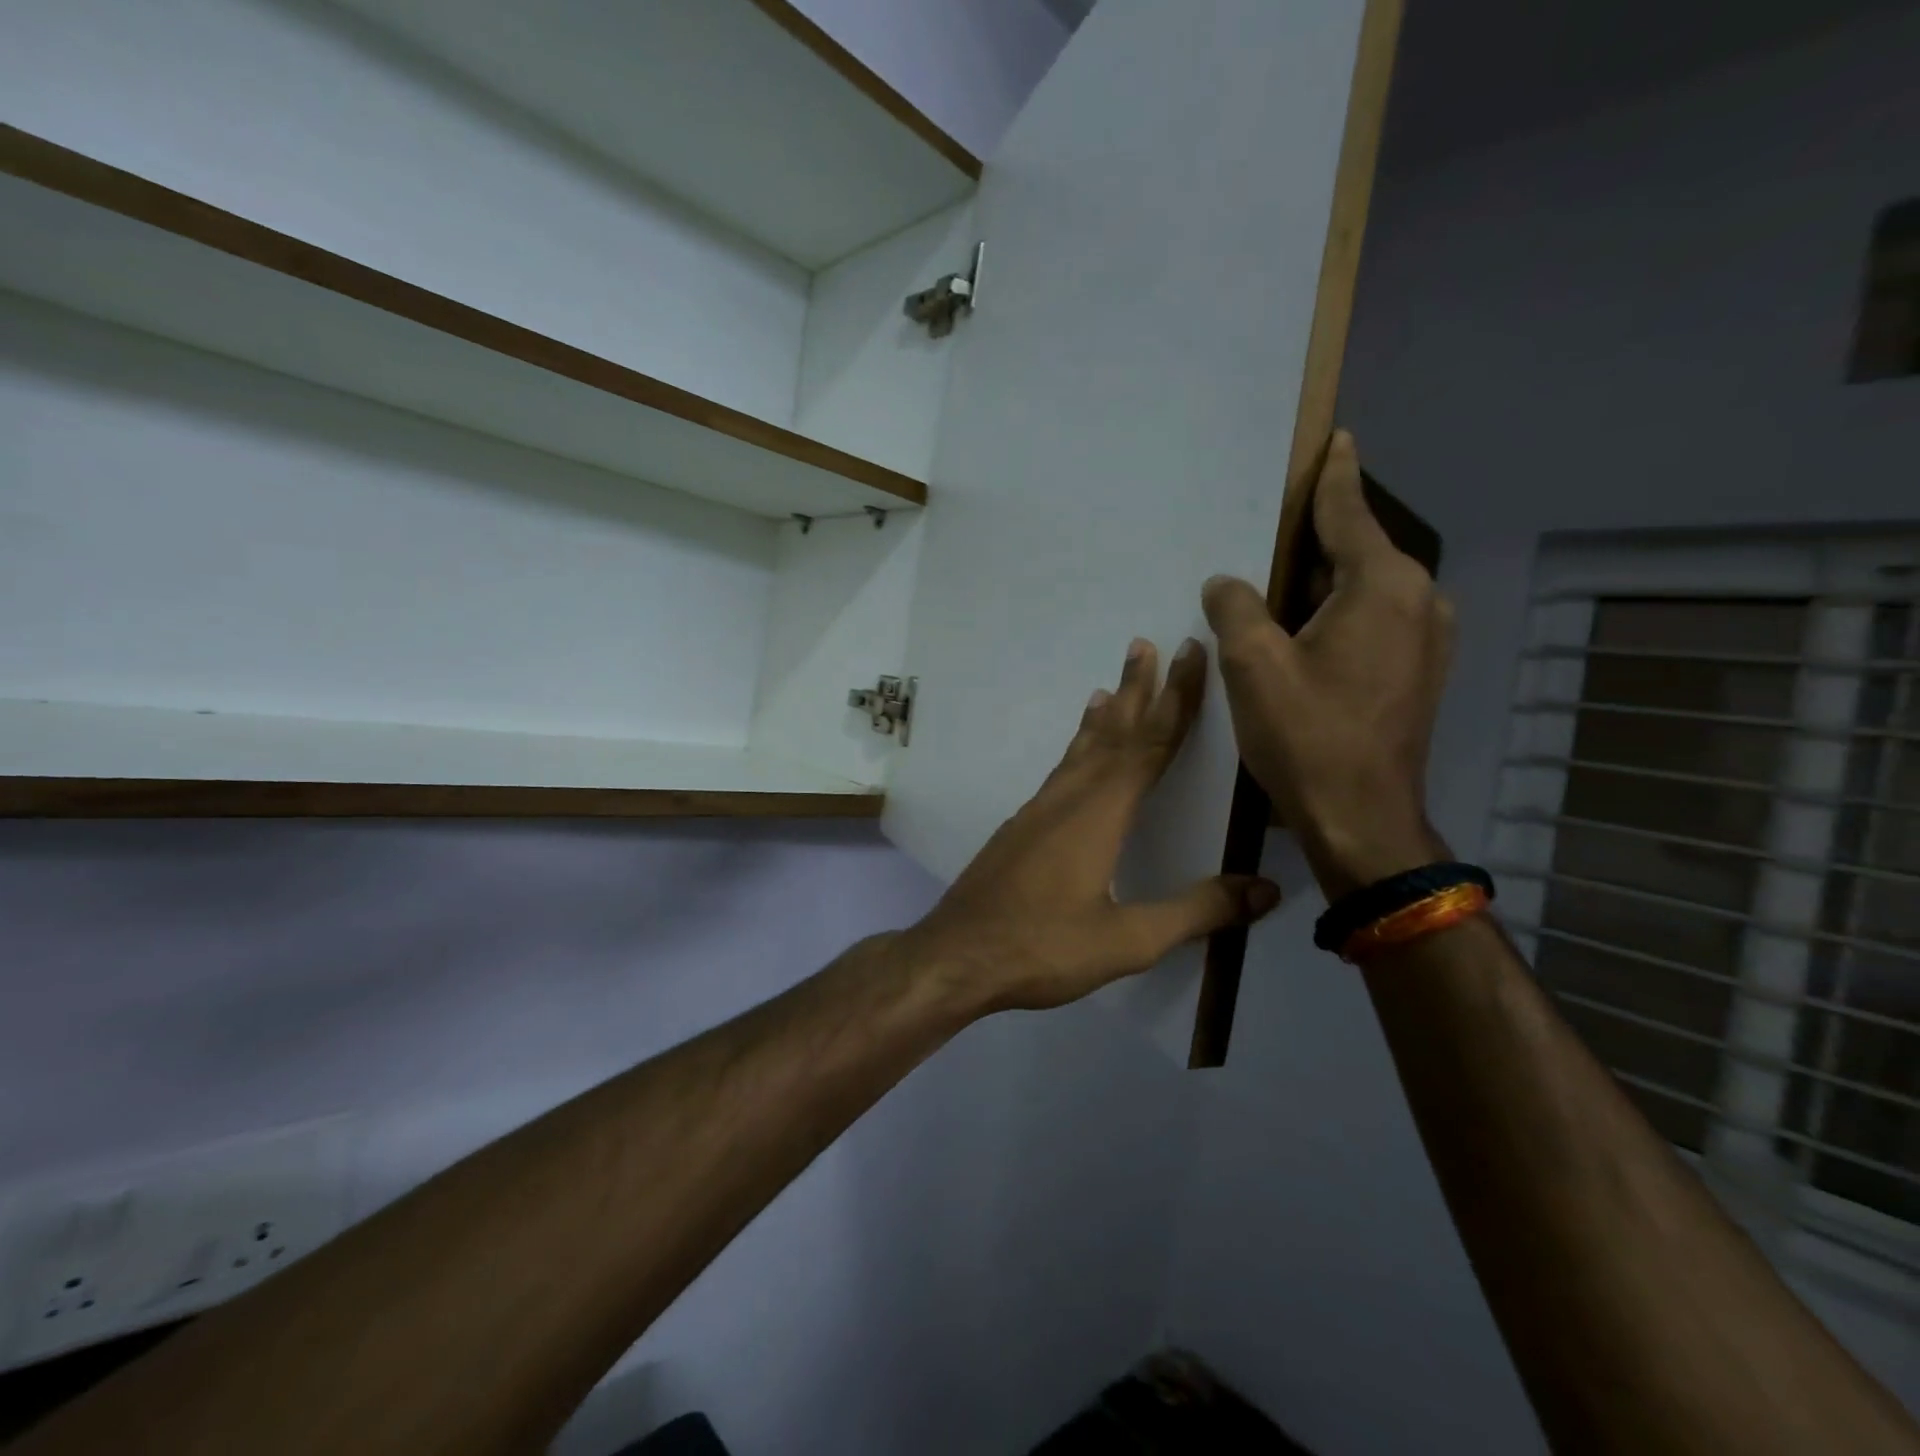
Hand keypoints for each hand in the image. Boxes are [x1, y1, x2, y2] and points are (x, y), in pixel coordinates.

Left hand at [901, 637, 1280, 1014]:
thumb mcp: (1128, 940)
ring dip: (1103, 715)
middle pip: (1112, 733)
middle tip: (1145, 644)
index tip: (1190, 654)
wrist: (957, 955)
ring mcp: (1038, 810)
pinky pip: (1060, 771)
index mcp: (1100, 813)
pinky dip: (1077, 747)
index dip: (1176, 699)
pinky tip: (1076, 754)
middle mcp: (1068, 798)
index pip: (1149, 743)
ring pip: (1080, 750)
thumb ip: (1197, 912)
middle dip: (1136, 689)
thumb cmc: (1043, 947)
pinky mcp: (1021, 827)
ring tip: (1110, 686)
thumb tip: (1265, 889)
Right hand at [1202, 431, 1453, 897]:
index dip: (1334, 477)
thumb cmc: (1307, 735)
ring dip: (1327, 583)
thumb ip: (1236, 608)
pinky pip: (1376, 622)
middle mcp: (1420, 602)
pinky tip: (1308, 633)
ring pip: (1368, 591)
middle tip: (1278, 527)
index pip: (1349, 514)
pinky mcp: (1420, 675)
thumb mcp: (1253, 665)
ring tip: (1283, 585)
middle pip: (1360, 552)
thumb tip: (1228, 583)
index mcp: (1384, 586)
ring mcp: (1428, 641)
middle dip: (1321, 538)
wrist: (1362, 819)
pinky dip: (1341, 615)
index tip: (1336, 440)